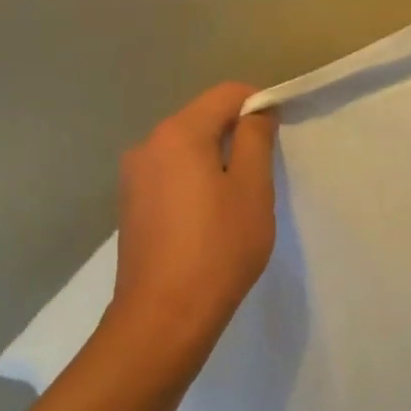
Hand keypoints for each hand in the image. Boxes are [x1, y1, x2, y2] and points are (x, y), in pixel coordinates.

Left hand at [105, 82, 277, 361]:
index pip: (226, 94)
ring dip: (217, 159)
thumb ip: (255, 140)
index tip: (280, 134)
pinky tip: (210, 215)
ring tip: (240, 198)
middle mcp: (147, 145)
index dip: (259, 104)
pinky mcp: (130, 204)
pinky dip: (196, 179)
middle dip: (237, 133)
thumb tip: (256, 112)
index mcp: (178, 134)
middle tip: (265, 171)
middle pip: (202, 118)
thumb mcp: (252, 188)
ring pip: (186, 147)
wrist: (164, 316)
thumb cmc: (219, 247)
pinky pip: (171, 173)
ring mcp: (133, 176)